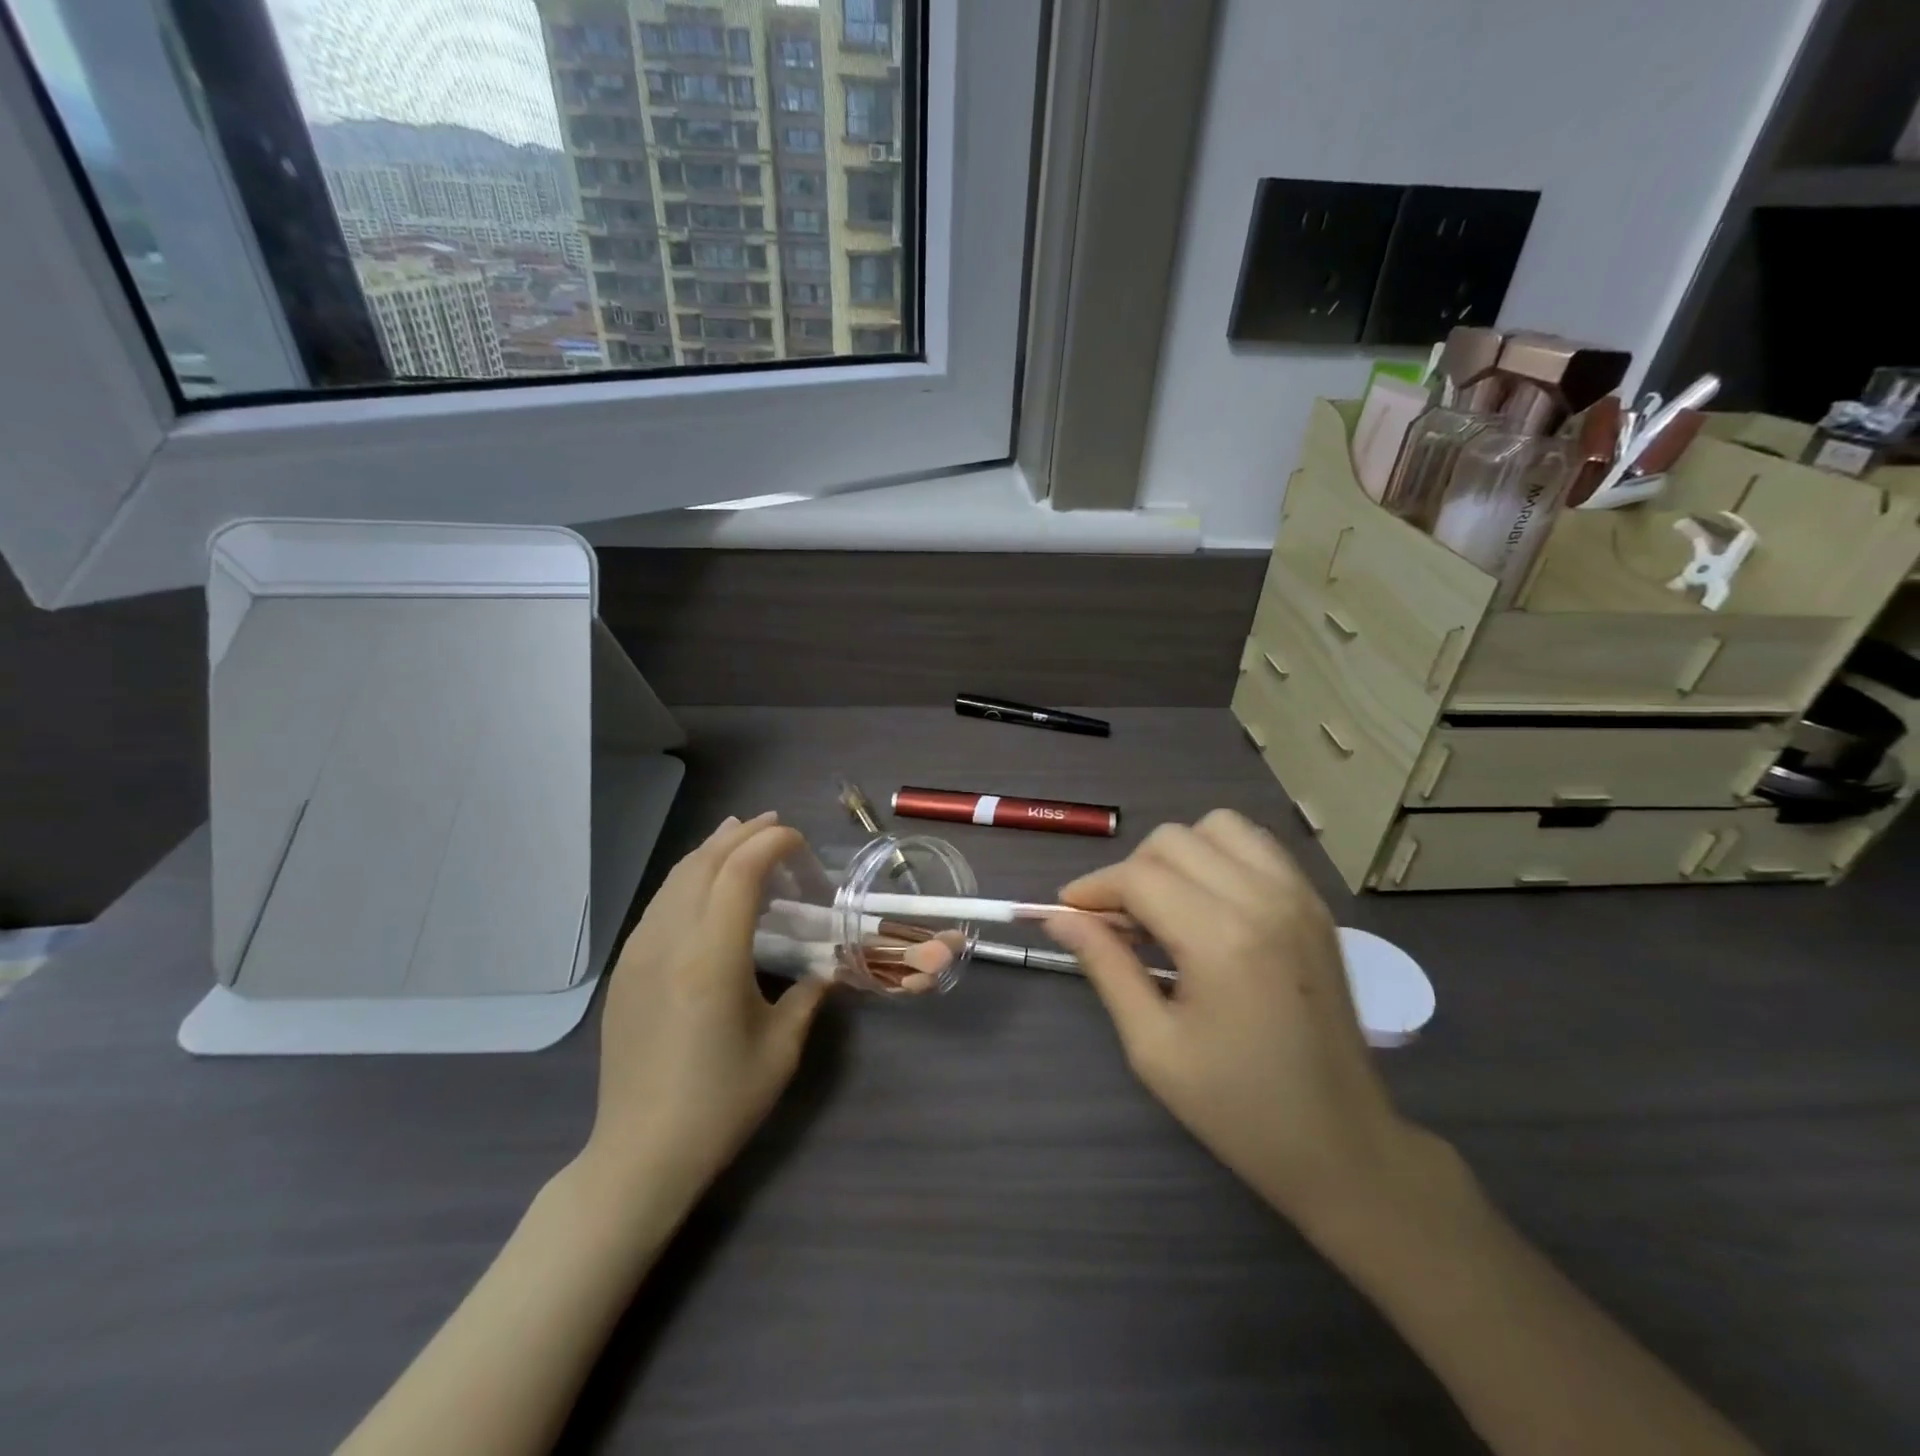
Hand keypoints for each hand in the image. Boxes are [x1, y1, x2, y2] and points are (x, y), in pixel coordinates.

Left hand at [577, 812, 826, 1211]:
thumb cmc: (720, 1103)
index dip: (773, 844)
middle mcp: (669, 942)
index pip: (740, 871)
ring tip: (741, 836)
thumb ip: (807, 995)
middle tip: (777, 827)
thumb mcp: (781, 1049)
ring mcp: (639, 952)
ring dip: (713, 850)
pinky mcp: (625, 969)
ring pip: (676, 877)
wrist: (640, 1154)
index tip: (800, 844)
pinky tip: (704, 883)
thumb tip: (823, 968)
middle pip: (705, 862)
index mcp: (712, 958)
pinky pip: (660, 903)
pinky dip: (689, 877)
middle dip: (744, 835)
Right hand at [1045, 810, 1422, 1235]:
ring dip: (1177, 854)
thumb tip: (1060, 918)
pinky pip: (1255, 844)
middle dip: (1130, 872)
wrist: (1344, 1146)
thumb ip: (1106, 967)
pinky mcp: (1316, 903)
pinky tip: (1208, 902)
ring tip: (1165, 906)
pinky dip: (1219, 854)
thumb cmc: (1239, 1108)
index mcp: (1222, 939)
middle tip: (1116, 923)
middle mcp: (1264, 899)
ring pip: (1216, 827)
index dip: (1093, 888)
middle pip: (1173, 840)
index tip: (1067, 913)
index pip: (1139, 877)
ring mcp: (1298, 895)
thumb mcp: (1154, 1046)